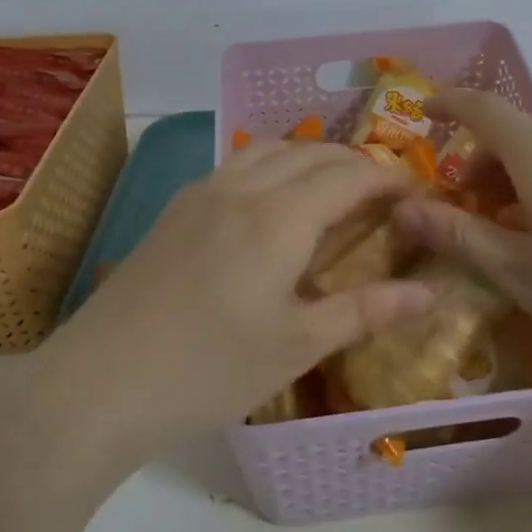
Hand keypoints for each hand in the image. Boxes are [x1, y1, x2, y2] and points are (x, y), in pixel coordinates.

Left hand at [45, 140, 435, 457]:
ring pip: (269, 149)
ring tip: (329, 188)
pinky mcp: (175, 208)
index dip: (389, 178)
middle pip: (311, 153)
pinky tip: (269, 202)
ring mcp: (202, 192)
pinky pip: (236, 163)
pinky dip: (271, 165)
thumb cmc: (210, 369)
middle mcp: (243, 188)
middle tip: (382, 194)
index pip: (350, 175)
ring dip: (309, 157)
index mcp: (280, 217)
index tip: (416, 193)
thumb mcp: (297, 345)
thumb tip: (430, 293)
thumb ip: (365, 310)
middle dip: (355, 164)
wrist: (101, 383)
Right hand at [393, 89, 531, 387]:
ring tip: (521, 224)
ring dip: (521, 169)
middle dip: (483, 159)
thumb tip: (404, 208)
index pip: (485, 109)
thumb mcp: (520, 275)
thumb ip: (458, 235)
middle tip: (472, 209)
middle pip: (516, 130)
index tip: (425, 113)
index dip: (450, 103)